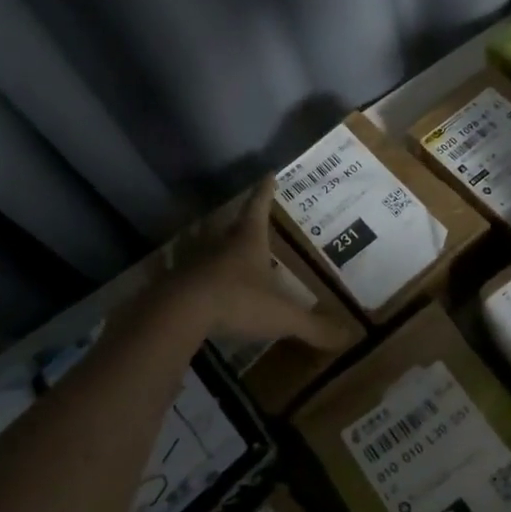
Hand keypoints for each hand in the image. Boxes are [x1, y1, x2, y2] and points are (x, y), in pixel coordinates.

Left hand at [160, 183, 357, 350]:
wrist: (181, 314)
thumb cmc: (238, 303)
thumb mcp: (282, 316)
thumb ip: (313, 327)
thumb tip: (347, 337)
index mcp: (248, 242)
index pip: (259, 209)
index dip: (265, 192)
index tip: (268, 174)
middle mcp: (218, 244)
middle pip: (225, 222)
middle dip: (233, 215)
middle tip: (236, 210)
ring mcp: (190, 260)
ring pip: (197, 240)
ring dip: (201, 234)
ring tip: (203, 232)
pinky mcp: (170, 281)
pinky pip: (170, 268)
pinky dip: (168, 264)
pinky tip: (163, 264)